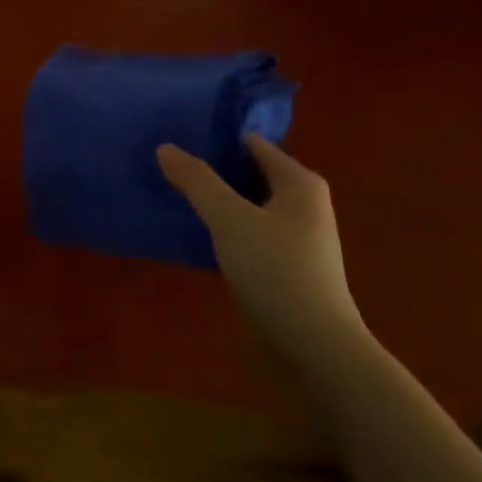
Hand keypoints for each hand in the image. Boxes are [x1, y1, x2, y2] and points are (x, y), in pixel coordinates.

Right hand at [157, 134, 364, 358]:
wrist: (315, 347)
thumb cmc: (276, 271)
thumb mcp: (229, 219)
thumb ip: (197, 181)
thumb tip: (166, 147)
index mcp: (299, 182)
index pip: (253, 143)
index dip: (218, 137)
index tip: (180, 134)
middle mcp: (304, 203)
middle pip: (250, 173)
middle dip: (214, 168)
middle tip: (169, 163)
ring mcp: (297, 236)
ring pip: (248, 204)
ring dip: (218, 199)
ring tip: (175, 193)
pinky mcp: (286, 265)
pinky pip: (249, 231)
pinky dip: (225, 227)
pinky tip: (197, 232)